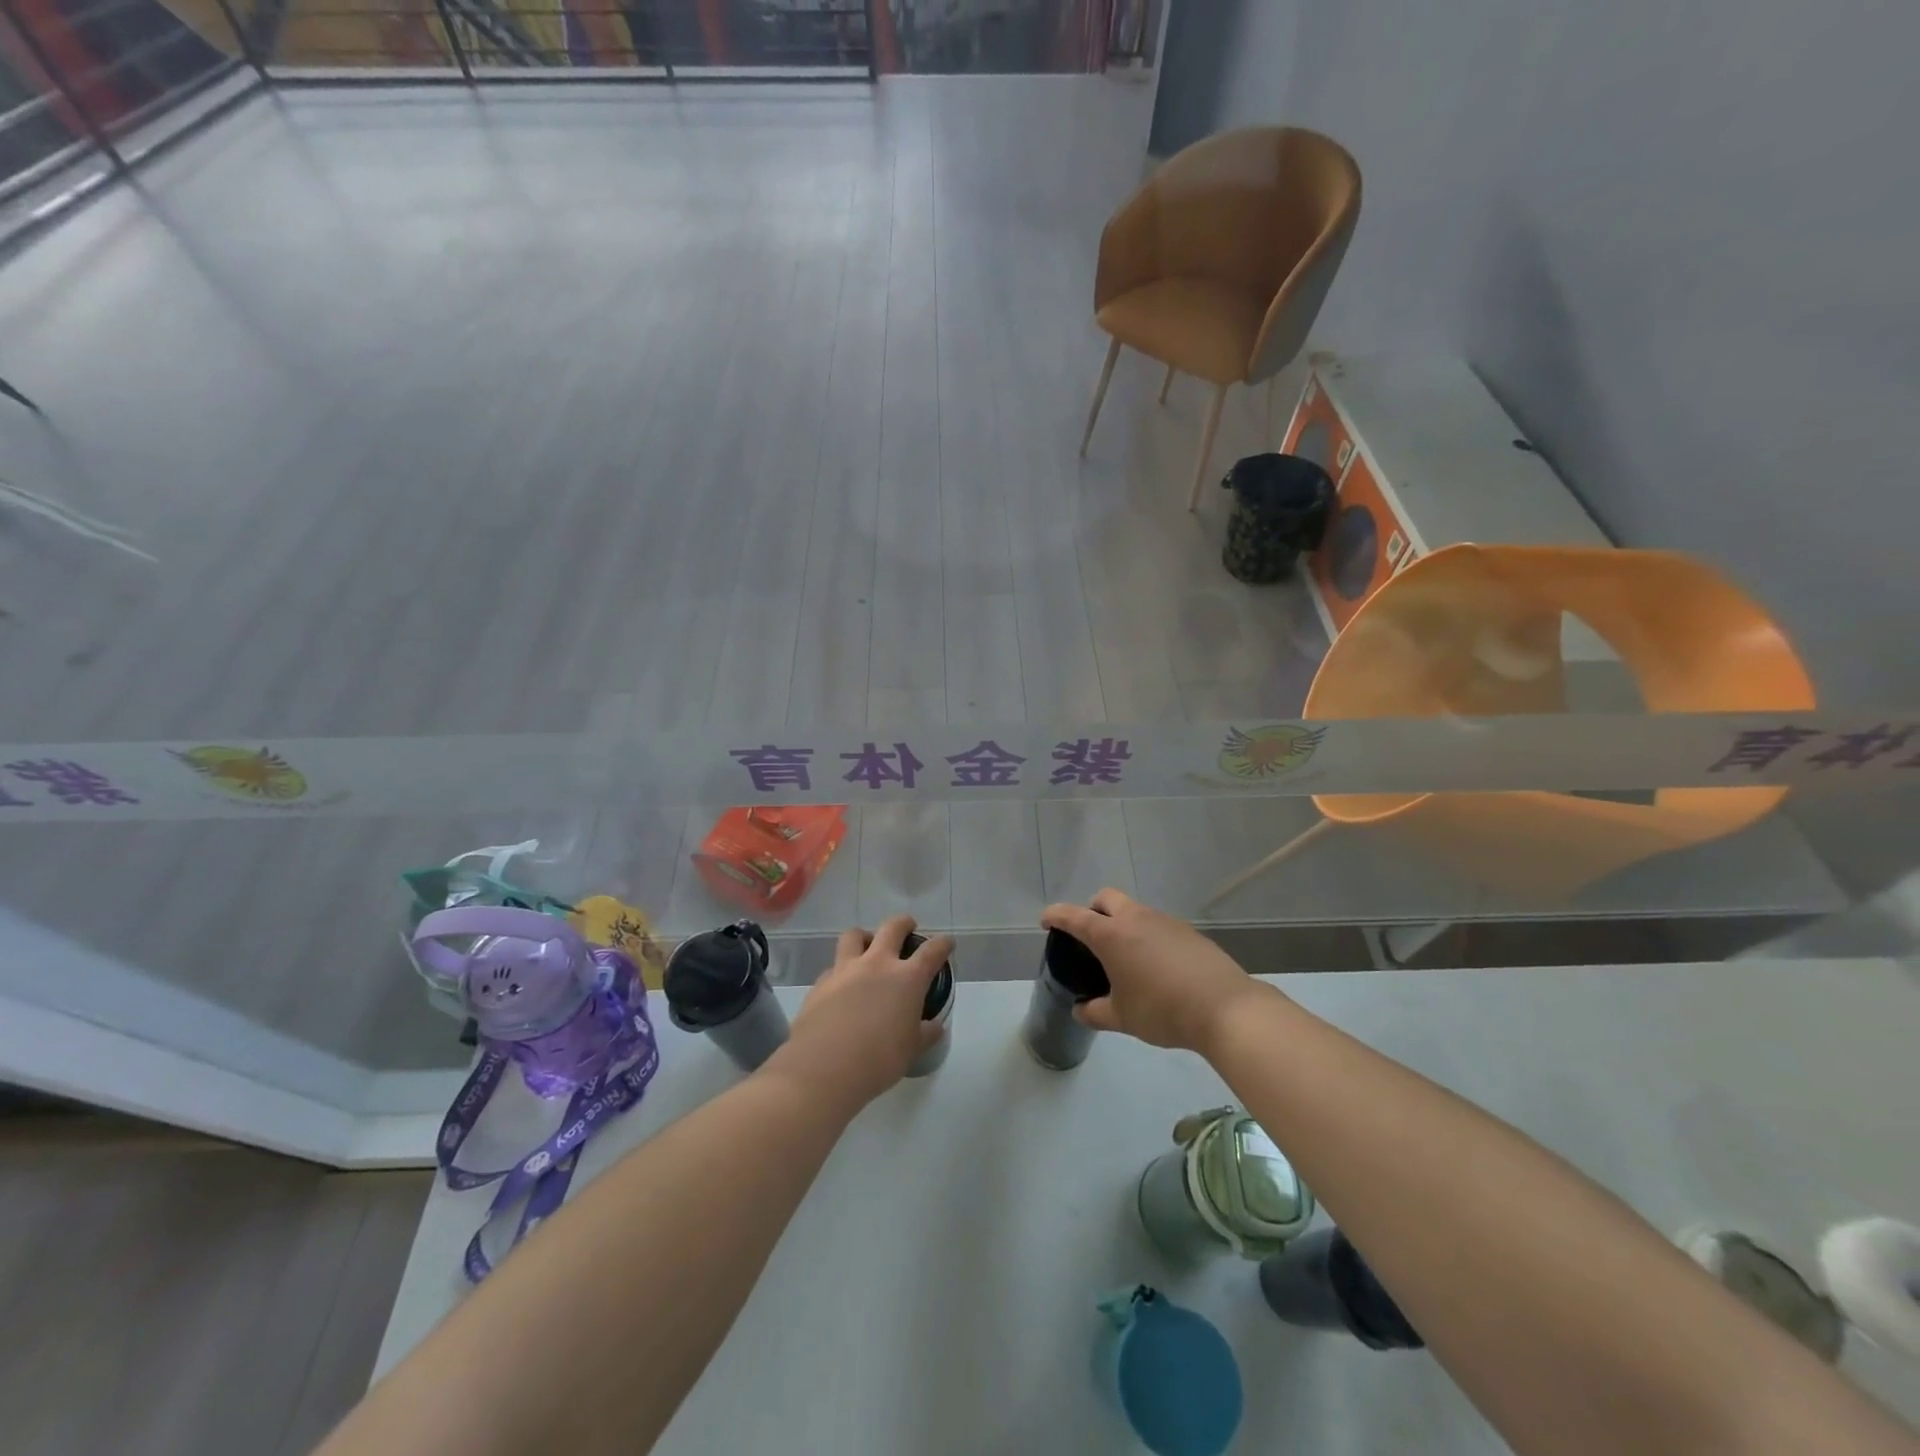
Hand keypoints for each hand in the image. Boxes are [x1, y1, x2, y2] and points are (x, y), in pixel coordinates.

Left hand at [772, 916, 952, 1110]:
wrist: (824, 1068)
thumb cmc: (879, 1060)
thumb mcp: (912, 1050)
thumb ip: (925, 1033)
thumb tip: (934, 1026)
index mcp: (907, 978)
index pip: (932, 951)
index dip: (942, 944)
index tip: (947, 943)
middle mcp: (877, 964)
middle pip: (892, 927)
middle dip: (904, 923)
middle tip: (908, 928)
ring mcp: (845, 970)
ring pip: (855, 935)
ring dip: (865, 937)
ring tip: (868, 948)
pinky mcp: (821, 983)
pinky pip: (833, 967)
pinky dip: (841, 971)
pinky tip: (842, 988)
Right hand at [1041, 889, 1267, 1054]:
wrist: (1225, 1008)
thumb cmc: (1162, 1010)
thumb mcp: (1122, 1018)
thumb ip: (1095, 1012)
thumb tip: (1080, 1010)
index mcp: (1111, 935)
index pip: (1074, 916)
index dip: (1056, 916)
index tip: (1046, 921)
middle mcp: (1136, 919)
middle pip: (1106, 898)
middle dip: (1092, 910)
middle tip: (1090, 936)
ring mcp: (1165, 921)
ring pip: (1135, 910)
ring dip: (1123, 923)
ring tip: (1125, 957)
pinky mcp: (1188, 931)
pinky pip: (1158, 925)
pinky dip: (1148, 936)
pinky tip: (1156, 966)